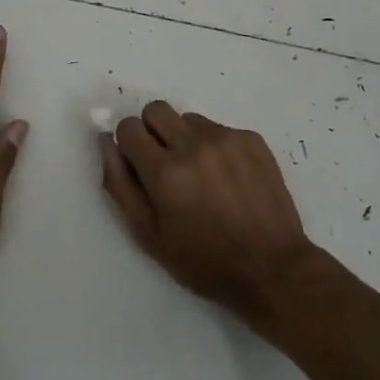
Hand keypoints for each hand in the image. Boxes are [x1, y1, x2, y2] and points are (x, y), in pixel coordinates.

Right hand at [99, 101, 317, 327]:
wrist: (273, 270)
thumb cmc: (204, 262)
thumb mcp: (149, 235)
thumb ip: (120, 185)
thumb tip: (106, 142)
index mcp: (165, 172)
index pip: (128, 127)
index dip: (129, 145)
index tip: (140, 165)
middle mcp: (193, 145)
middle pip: (156, 109)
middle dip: (153, 132)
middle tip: (167, 165)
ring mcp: (225, 138)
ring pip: (188, 118)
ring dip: (185, 139)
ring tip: (202, 176)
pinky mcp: (251, 138)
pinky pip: (218, 128)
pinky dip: (215, 147)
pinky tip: (228, 179)